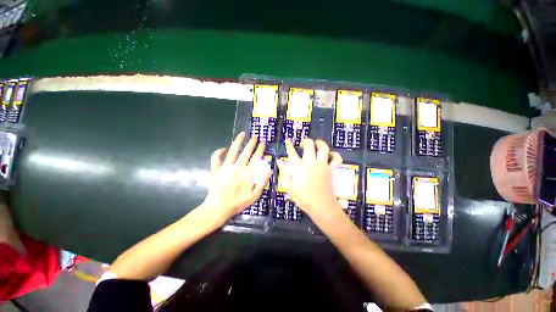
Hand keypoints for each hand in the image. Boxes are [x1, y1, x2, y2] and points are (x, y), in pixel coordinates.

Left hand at [202, 132, 271, 222]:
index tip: (263, 142)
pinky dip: (219, 152)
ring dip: (237, 141)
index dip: (260, 149)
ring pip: (232, 151)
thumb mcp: (255, 195)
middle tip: (255, 136)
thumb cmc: (238, 202)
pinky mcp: (216, 170)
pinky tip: (224, 149)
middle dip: (251, 143)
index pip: (256, 158)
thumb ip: (263, 181)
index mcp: (247, 173)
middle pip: (246, 152)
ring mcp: (225, 167)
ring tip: (242, 134)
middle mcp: (237, 167)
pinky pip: (216, 158)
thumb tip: (270, 169)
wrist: (218, 207)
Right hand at [277, 138, 342, 216]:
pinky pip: (336, 159)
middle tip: (304, 144)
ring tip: (316, 144)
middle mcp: (311, 163)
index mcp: (299, 168)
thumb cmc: (304, 198)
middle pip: (309, 145)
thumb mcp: (290, 187)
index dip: (289, 145)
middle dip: (306, 141)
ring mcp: (322, 165)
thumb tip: (279, 162)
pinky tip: (331, 155)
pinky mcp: (331, 169)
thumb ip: (284, 173)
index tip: (288, 140)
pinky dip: (335, 155)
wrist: (322, 206)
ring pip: (323, 148)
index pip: (292, 153)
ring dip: (320, 143)